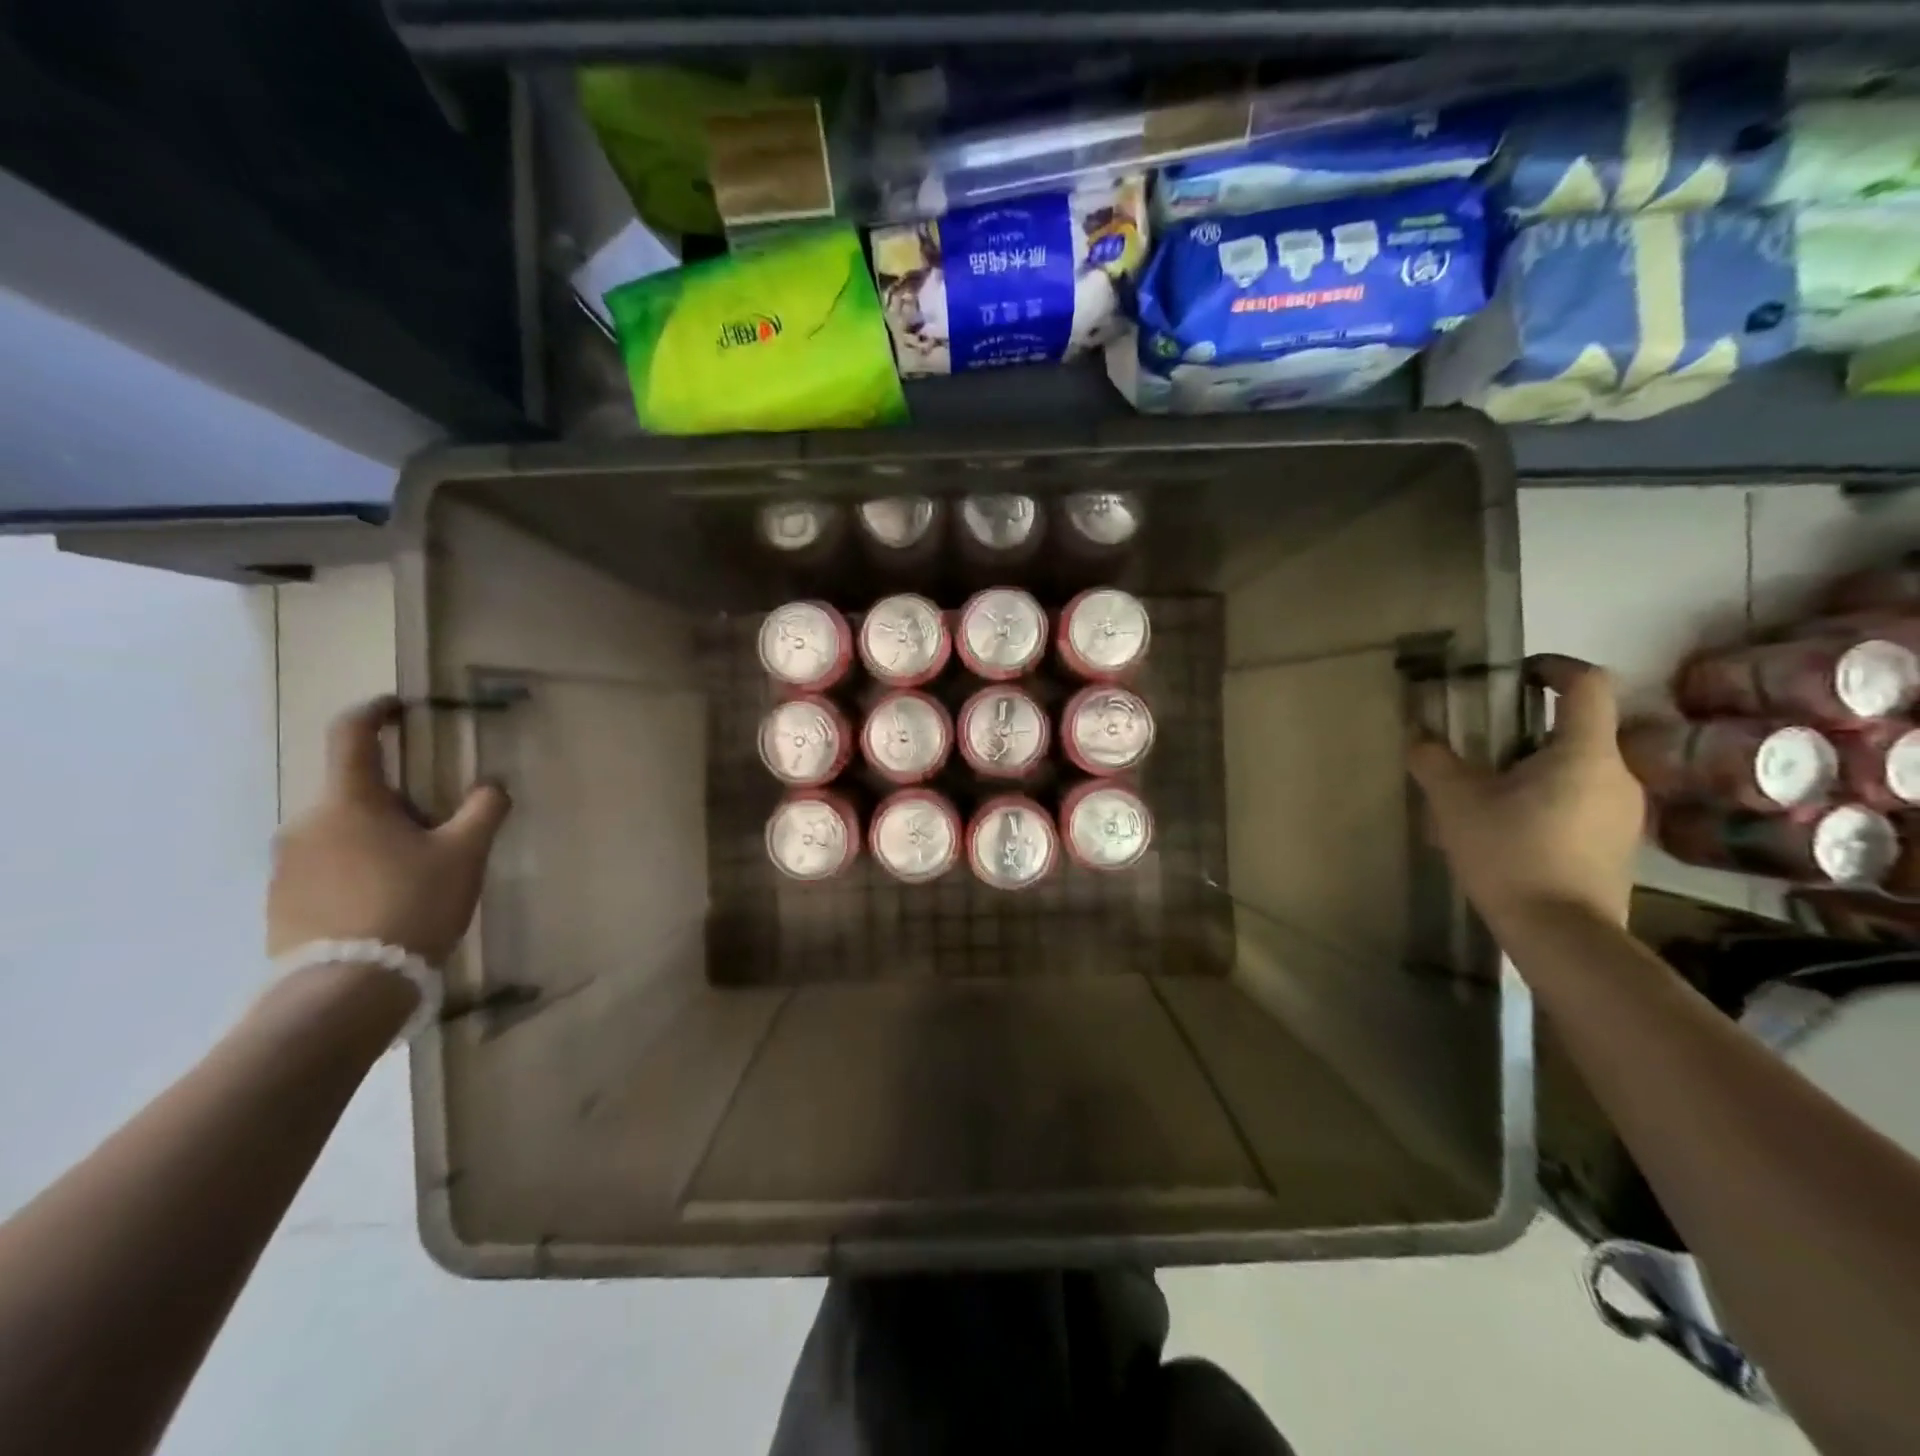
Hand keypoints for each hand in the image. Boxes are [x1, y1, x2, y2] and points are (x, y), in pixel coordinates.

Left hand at [267, 698, 510, 960]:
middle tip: (440, 830)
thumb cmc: (411, 904)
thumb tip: (492, 785)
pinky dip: (357, 869)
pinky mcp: (281, 901)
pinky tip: (388, 903)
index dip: (375, 712)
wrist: (346, 989)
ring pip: (342, 831)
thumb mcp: (465, 854)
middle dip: (398, 800)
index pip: (352, 735)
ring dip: (378, 837)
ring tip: (418, 875)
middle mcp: (306, 822)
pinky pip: (326, 866)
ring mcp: (286, 864)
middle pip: (356, 792)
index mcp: (349, 801)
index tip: (397, 708)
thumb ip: (484, 810)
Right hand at [1407, 654, 1643, 928]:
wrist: (1563, 934)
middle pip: (1581, 729)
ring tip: (1489, 791)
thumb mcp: (1456, 802)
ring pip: (1580, 768)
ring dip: (1538, 766)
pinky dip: (1549, 798)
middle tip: (1483, 744)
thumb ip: (1434, 761)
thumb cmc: (1511, 854)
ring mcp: (1625, 812)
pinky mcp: (1619, 844)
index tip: (1519, 674)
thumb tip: (1420, 737)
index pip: (1588, 684)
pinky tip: (1511, 827)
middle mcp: (1619, 774)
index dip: (1554, 667)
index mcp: (1585, 753)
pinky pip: (1584, 801)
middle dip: (1531, 727)